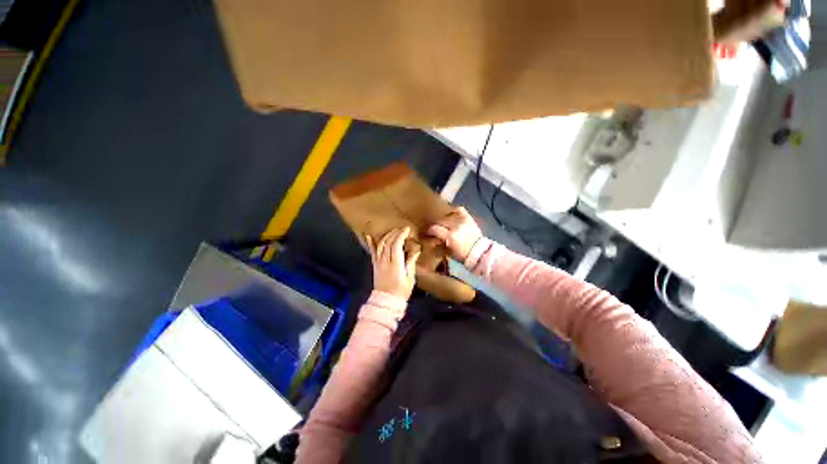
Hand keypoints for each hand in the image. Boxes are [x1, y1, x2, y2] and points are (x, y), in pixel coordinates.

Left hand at [366, 227, 419, 300]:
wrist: (386, 301)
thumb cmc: (401, 290)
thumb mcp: (410, 278)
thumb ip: (411, 262)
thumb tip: (416, 250)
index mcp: (395, 263)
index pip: (396, 244)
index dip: (401, 235)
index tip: (407, 229)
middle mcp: (385, 260)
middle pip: (388, 242)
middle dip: (395, 233)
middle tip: (402, 229)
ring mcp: (378, 262)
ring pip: (380, 245)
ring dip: (387, 236)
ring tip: (393, 231)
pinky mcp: (374, 265)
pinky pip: (372, 252)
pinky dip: (370, 243)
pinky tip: (369, 236)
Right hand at [427, 207, 482, 260]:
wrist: (480, 252)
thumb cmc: (463, 255)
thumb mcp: (449, 252)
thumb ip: (440, 244)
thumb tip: (432, 239)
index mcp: (450, 236)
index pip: (435, 229)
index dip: (429, 231)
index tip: (427, 233)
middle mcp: (455, 226)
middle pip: (440, 221)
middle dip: (436, 225)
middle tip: (434, 229)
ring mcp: (462, 221)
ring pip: (448, 216)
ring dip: (444, 220)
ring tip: (443, 224)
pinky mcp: (468, 218)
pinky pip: (459, 210)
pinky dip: (454, 210)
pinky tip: (451, 214)